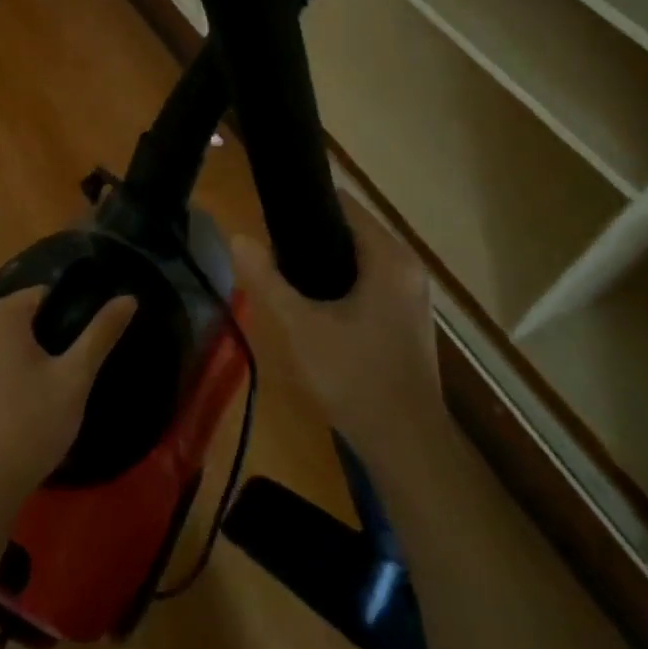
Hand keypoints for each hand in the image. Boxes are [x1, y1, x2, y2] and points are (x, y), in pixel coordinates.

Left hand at [0, 288, 136, 514]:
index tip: (79, 348)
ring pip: (0, 343)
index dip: (66, 316)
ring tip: (44, 393)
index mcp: (1, 315)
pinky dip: (0, 376)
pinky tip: (16, 408)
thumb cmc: (33, 425)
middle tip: (65, 374)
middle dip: (43, 337)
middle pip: (19, 318)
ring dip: (22, 357)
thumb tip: (129, 298)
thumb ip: (101, 333)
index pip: (42, 295)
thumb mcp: (75, 377)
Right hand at [231, 192, 441, 457]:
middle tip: (267, 250)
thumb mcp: (302, 328)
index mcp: (389, 258)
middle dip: (310, 235)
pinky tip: (310, 302)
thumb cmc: (355, 378)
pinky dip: (340, 282)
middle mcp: (407, 267)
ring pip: (359, 258)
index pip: (344, 205)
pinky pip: (368, 281)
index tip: (268, 214)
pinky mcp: (406, 317)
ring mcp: (410, 294)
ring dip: (323, 261)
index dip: (305, 204)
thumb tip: (237, 237)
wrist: (406, 444)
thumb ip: (268, 280)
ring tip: (280, 272)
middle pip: (351, 231)